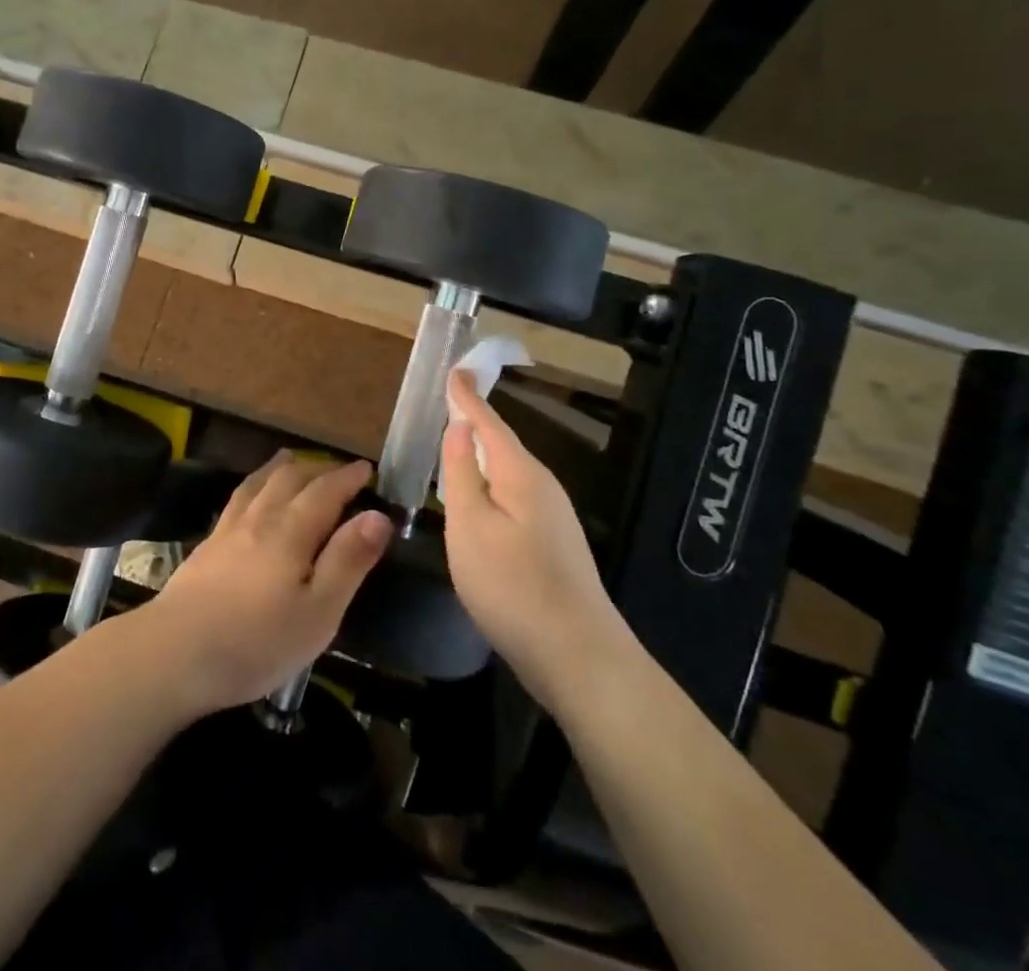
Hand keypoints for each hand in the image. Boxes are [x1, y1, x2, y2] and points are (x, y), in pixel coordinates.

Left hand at [134, 454, 391, 715]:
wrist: (176, 652)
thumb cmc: (257, 641)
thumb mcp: (318, 611)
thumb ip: (348, 560)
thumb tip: (378, 516)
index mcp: (291, 532)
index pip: (325, 492)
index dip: (347, 478)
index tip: (366, 469)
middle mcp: (260, 518)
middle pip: (291, 479)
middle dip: (319, 469)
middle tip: (339, 470)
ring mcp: (229, 529)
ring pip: (260, 483)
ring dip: (282, 468)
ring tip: (294, 461)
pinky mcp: (207, 545)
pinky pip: (238, 498)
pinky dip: (254, 485)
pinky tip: (250, 497)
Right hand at [441, 372, 627, 709]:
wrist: (579, 658)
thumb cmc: (513, 586)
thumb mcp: (471, 526)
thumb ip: (462, 473)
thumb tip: (460, 427)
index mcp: (520, 474)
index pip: (488, 422)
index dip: (467, 396)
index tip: (455, 370)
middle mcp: (541, 487)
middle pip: (501, 444)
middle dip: (475, 422)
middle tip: (449, 402)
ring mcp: (552, 517)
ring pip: (508, 473)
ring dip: (482, 454)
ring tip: (456, 443)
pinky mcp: (552, 545)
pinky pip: (513, 497)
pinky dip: (490, 484)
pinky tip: (478, 499)